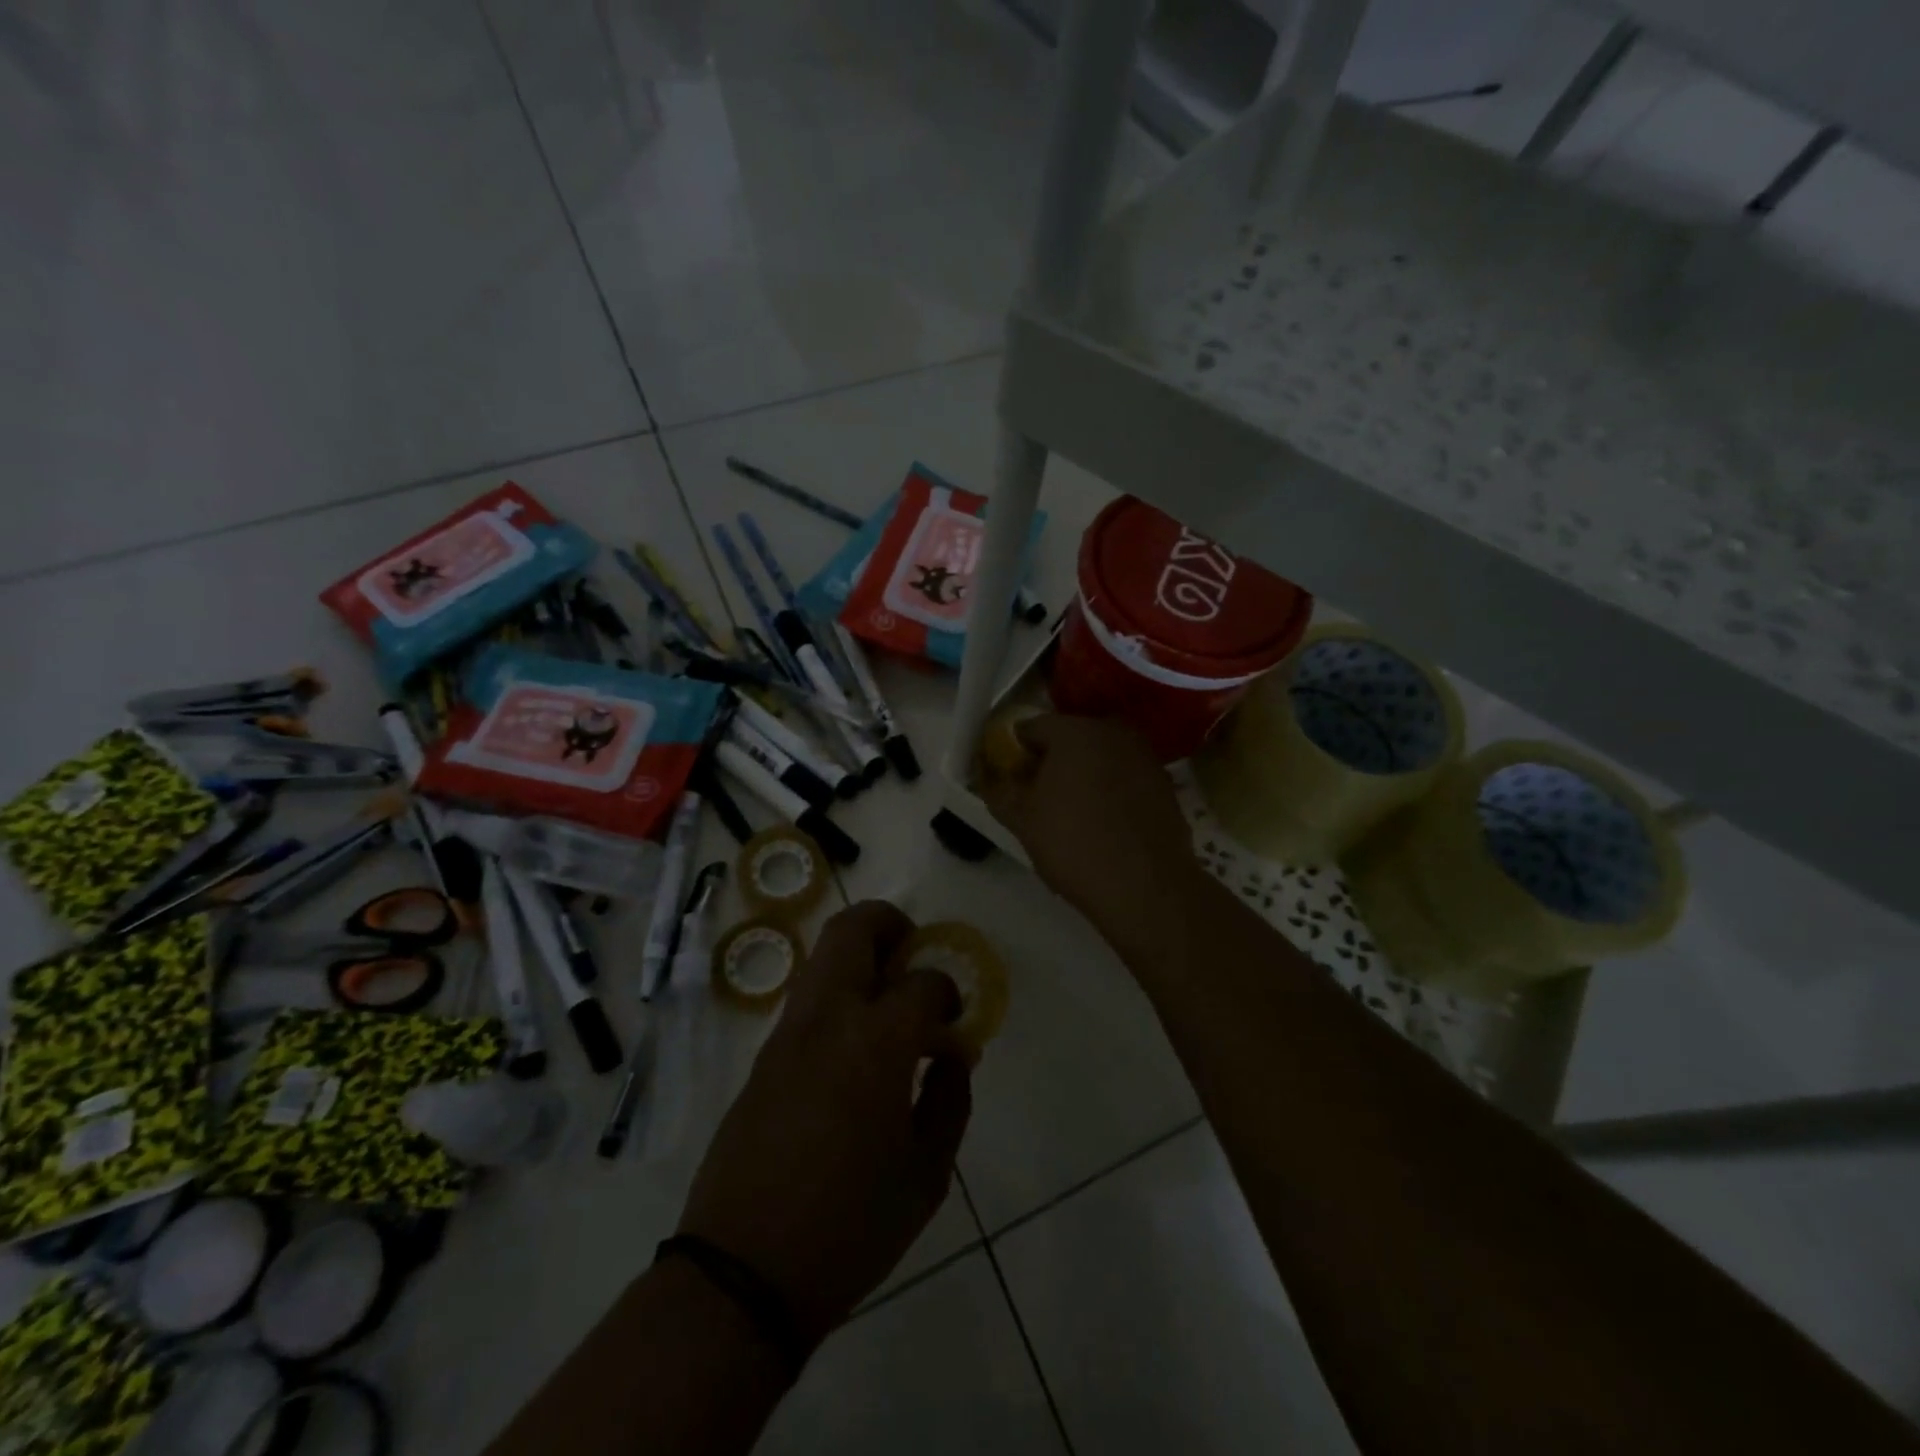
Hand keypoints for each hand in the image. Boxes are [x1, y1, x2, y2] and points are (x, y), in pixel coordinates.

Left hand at [676, 901, 969, 1354]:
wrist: (743, 1272)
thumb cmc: (851, 1225)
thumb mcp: (926, 1174)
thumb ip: (949, 1101)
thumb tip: (952, 1056)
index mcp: (875, 1042)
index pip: (921, 982)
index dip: (947, 991)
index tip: (954, 1019)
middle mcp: (827, 1018)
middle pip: (853, 928)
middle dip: (891, 925)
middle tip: (914, 956)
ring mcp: (786, 1034)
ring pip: (822, 956)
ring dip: (860, 957)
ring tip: (887, 1000)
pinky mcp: (762, 1057)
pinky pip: (806, 999)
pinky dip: (837, 995)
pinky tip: (854, 1047)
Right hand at [977, 713, 1198, 951]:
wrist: (1146, 887)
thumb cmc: (1074, 845)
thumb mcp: (1022, 820)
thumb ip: (999, 790)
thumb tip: (991, 776)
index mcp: (1074, 732)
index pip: (1031, 728)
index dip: (1014, 751)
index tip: (1008, 777)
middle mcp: (1112, 731)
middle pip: (1069, 737)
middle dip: (1050, 760)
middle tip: (1037, 795)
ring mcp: (1144, 755)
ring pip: (1100, 755)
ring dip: (1082, 773)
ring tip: (1071, 811)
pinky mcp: (1164, 782)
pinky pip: (1125, 775)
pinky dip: (1110, 788)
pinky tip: (1104, 821)